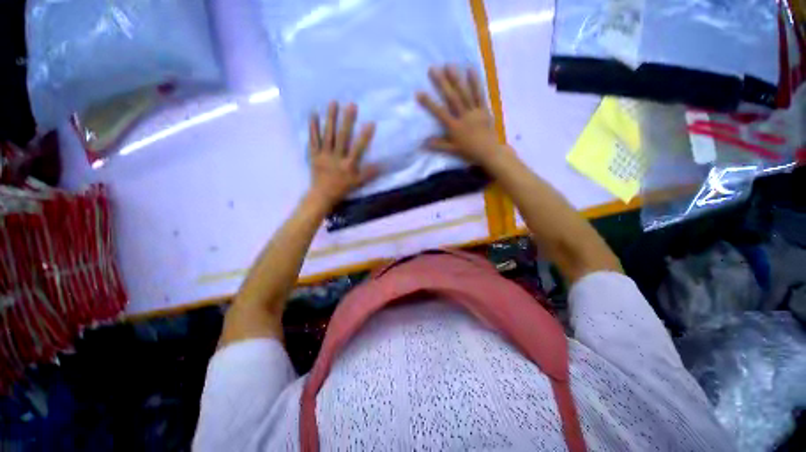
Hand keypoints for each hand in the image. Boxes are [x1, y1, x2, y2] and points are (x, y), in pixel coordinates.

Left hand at [307, 102, 378, 207]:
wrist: (322, 195)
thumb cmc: (342, 189)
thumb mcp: (358, 183)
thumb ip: (369, 174)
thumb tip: (382, 165)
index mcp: (348, 165)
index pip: (358, 148)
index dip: (365, 136)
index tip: (371, 123)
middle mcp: (336, 157)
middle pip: (342, 137)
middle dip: (347, 121)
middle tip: (351, 105)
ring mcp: (324, 155)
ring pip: (328, 135)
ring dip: (331, 119)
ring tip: (333, 103)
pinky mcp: (314, 154)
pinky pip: (313, 139)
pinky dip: (313, 127)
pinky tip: (314, 114)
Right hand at [417, 65, 502, 165]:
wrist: (488, 152)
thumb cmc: (469, 152)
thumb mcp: (452, 150)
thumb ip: (439, 145)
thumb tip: (424, 142)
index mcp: (454, 127)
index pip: (439, 113)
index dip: (429, 103)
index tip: (419, 92)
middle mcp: (463, 116)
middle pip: (451, 98)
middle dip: (441, 83)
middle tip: (433, 69)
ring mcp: (474, 112)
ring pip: (464, 93)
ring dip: (456, 79)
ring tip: (449, 65)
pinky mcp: (484, 109)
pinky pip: (479, 94)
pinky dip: (475, 82)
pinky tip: (470, 70)